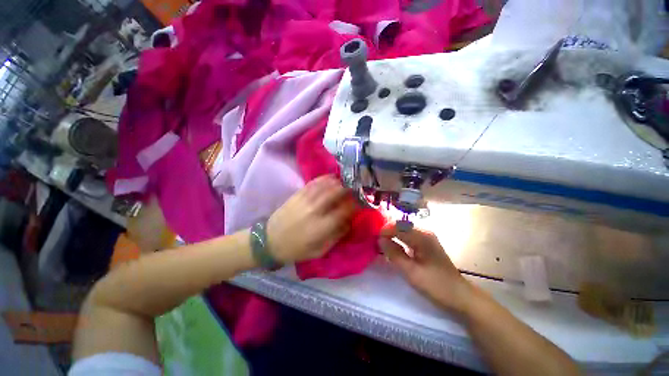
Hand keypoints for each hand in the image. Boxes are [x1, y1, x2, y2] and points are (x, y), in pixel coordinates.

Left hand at [267, 175, 355, 262]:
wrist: (269, 241)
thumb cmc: (296, 249)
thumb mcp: (319, 250)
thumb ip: (336, 236)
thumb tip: (349, 222)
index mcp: (321, 227)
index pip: (344, 210)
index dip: (355, 204)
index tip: (361, 202)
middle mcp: (315, 210)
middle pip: (336, 193)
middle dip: (348, 189)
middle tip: (355, 189)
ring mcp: (305, 200)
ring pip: (325, 185)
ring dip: (338, 182)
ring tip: (345, 182)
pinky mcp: (297, 195)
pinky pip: (313, 183)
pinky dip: (324, 179)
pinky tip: (330, 178)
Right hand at [378, 224, 472, 313]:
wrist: (459, 296)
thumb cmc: (436, 285)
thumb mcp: (411, 271)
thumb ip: (394, 254)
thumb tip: (380, 240)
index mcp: (422, 237)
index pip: (398, 227)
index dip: (384, 231)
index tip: (373, 239)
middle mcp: (425, 233)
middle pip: (401, 226)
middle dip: (387, 232)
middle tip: (376, 241)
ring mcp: (427, 239)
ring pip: (404, 231)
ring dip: (392, 236)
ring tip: (381, 244)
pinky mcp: (427, 245)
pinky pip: (409, 238)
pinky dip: (399, 241)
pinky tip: (394, 247)